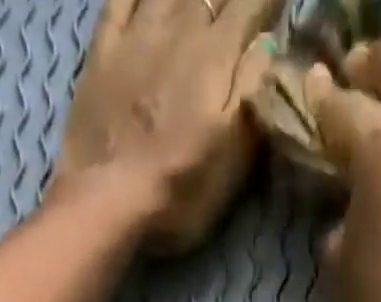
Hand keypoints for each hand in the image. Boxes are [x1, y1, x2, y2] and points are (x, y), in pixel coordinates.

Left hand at [54, 0, 282, 254]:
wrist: (106, 201)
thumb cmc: (178, 191)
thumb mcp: (232, 157)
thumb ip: (253, 93)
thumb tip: (269, 44)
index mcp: (216, 56)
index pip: (252, 4)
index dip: (269, 2)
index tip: (277, 8)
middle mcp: (180, 28)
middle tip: (240, 6)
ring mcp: (137, 34)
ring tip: (203, 0)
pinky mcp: (103, 49)